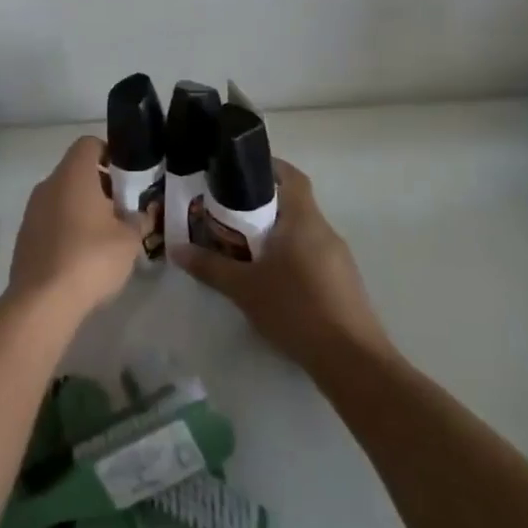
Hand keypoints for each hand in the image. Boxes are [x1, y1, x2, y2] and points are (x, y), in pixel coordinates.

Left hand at [7, 136, 148, 319]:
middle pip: (76, 171)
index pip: (89, 143)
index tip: (127, 176)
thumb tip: (140, 214)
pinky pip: (51, 219)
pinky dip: (67, 227)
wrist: (42, 300)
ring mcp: (32, 210)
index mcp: (73, 175)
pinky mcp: (25, 235)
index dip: (110, 152)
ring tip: (106, 235)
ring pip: (63, 196)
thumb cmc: (91, 258)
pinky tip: (83, 254)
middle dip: (101, 185)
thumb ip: (138, 220)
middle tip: (123, 210)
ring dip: (84, 208)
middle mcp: (48, 184)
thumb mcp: (129, 240)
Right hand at [172, 159, 395, 371]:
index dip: (268, 167)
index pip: (291, 176)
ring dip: (274, 233)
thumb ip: (210, 266)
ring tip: (242, 246)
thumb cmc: (295, 309)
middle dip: (260, 204)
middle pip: (293, 203)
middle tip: (226, 213)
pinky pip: (311, 254)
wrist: (351, 360)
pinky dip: (289, 255)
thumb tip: (176, 249)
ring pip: (301, 231)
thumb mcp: (243, 288)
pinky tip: (269, 278)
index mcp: (303, 220)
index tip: (238, 172)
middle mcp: (324, 231)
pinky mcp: (342, 282)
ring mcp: (338, 257)